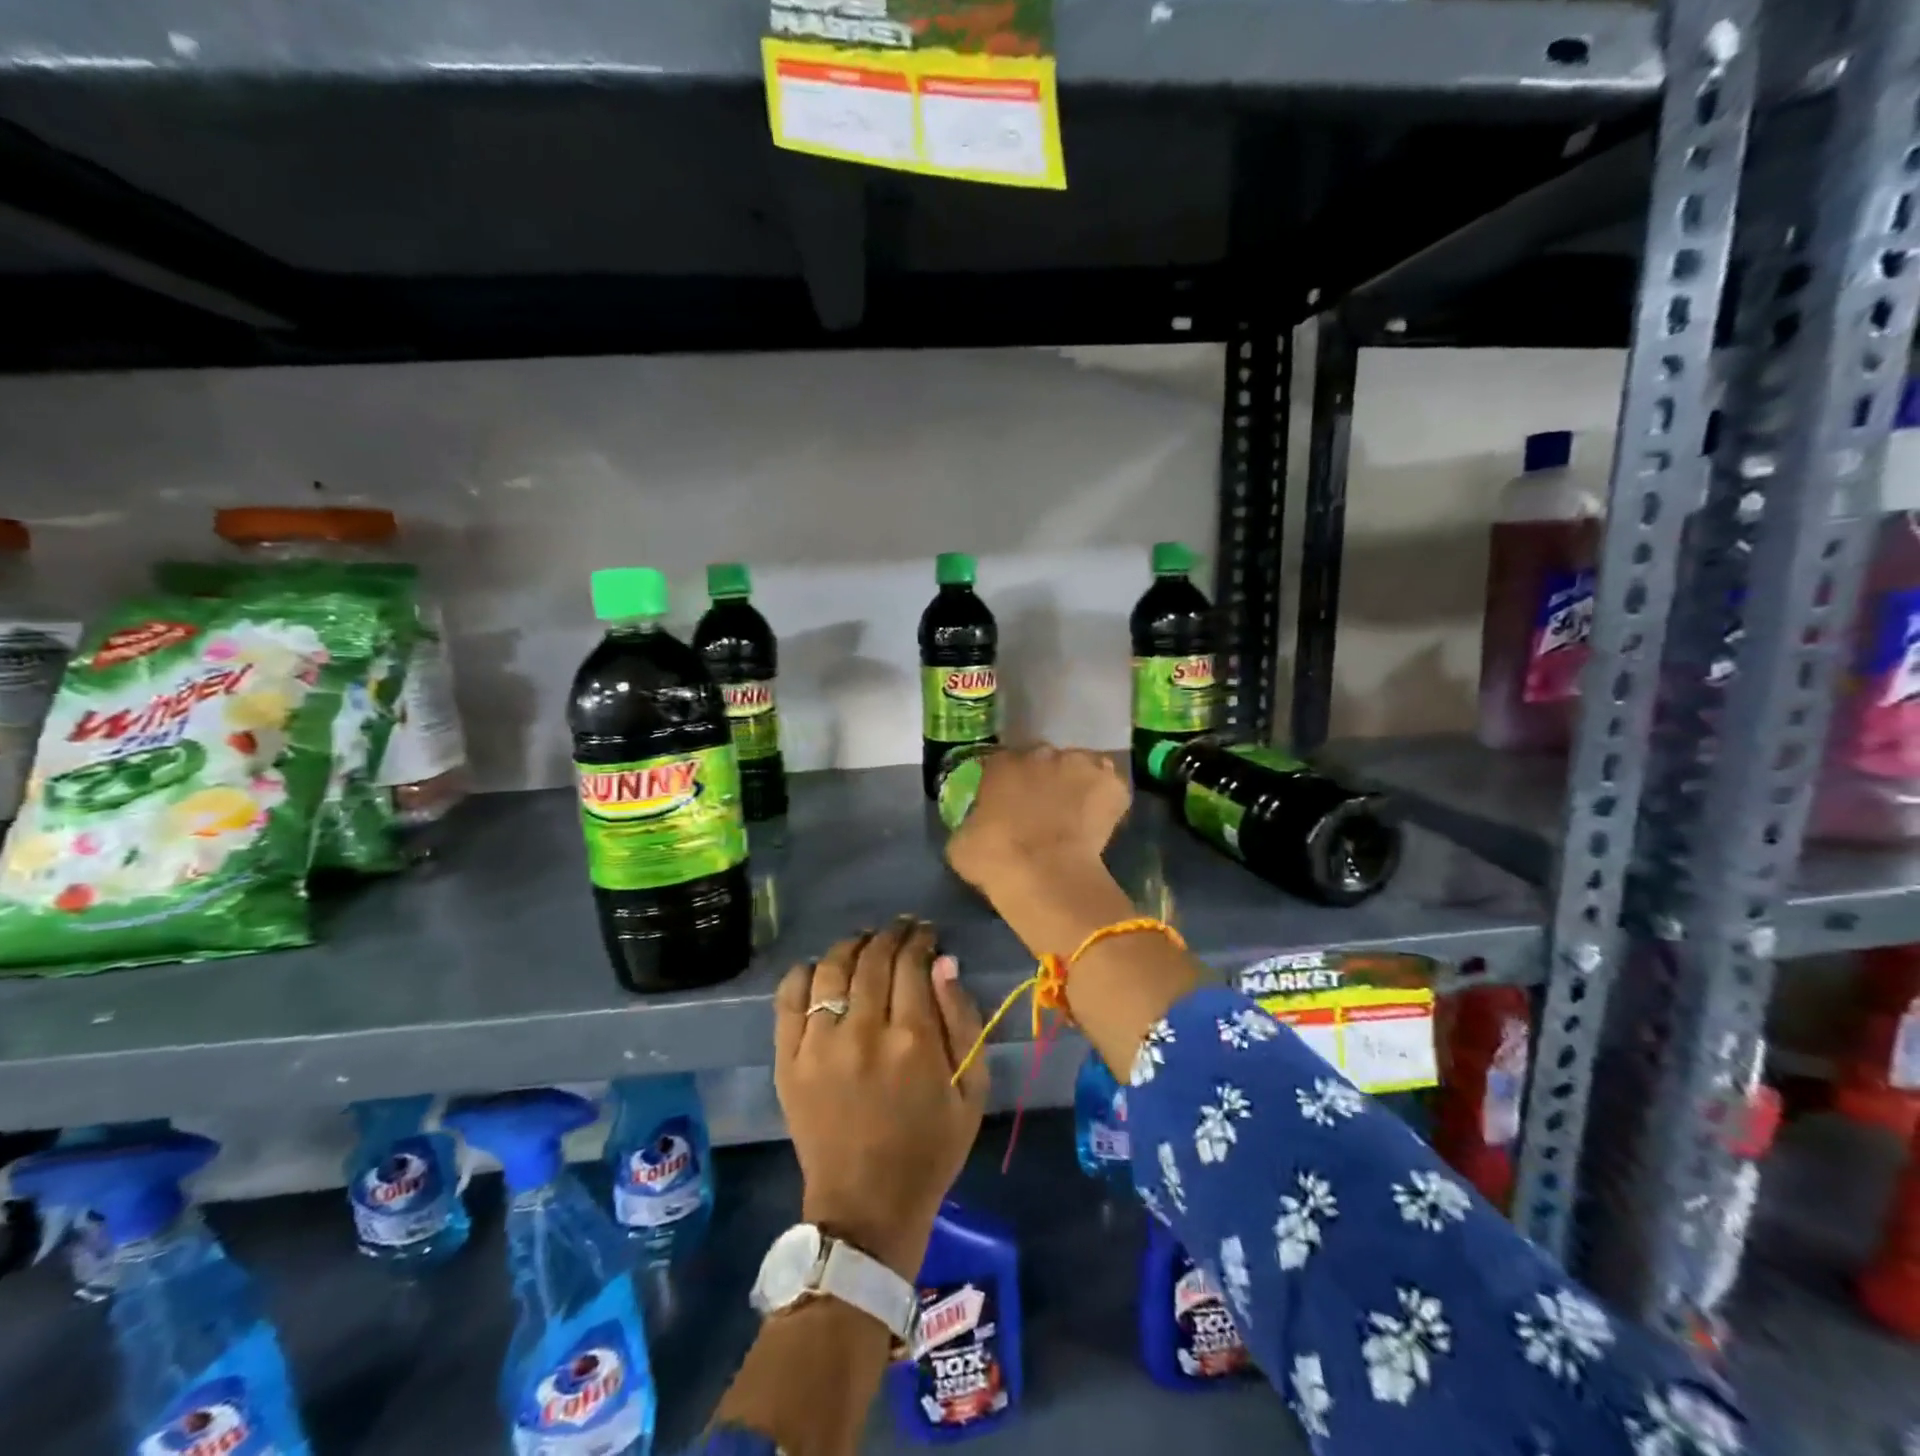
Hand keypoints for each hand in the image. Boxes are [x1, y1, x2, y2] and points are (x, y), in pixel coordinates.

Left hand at [774, 918, 989, 1278]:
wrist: (866, 1209)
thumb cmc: (929, 1150)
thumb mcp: (972, 1092)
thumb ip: (962, 1022)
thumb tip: (944, 963)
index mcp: (912, 1041)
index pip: (912, 964)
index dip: (921, 940)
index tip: (926, 934)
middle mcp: (862, 1032)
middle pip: (873, 959)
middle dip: (891, 935)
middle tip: (901, 930)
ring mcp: (818, 1045)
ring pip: (831, 968)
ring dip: (852, 945)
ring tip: (864, 942)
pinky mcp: (787, 1061)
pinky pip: (789, 998)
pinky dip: (804, 973)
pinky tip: (820, 968)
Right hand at [945, 745, 1130, 901]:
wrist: (1046, 874)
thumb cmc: (995, 859)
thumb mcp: (961, 843)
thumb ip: (970, 823)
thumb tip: (976, 826)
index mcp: (1001, 764)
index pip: (1001, 764)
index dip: (1006, 784)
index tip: (1008, 805)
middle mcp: (1040, 754)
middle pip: (1043, 761)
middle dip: (1043, 781)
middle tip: (1043, 811)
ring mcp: (1079, 764)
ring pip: (1078, 769)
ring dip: (1075, 785)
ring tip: (1075, 818)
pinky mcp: (1111, 783)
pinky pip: (1109, 788)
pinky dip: (1106, 801)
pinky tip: (1100, 824)